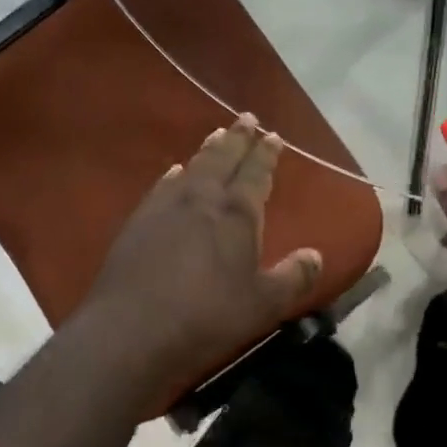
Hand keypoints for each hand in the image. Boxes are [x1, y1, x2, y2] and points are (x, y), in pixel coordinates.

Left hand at [73, 115, 322, 419]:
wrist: (130, 328)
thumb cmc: (206, 316)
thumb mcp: (262, 305)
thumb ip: (293, 277)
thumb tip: (316, 255)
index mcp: (237, 214)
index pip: (256, 173)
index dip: (267, 154)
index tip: (274, 136)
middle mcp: (203, 198)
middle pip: (224, 158)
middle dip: (239, 137)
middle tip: (248, 118)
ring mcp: (167, 205)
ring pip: (194, 166)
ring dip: (209, 148)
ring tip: (219, 133)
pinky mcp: (139, 220)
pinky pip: (163, 184)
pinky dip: (175, 173)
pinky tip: (175, 171)